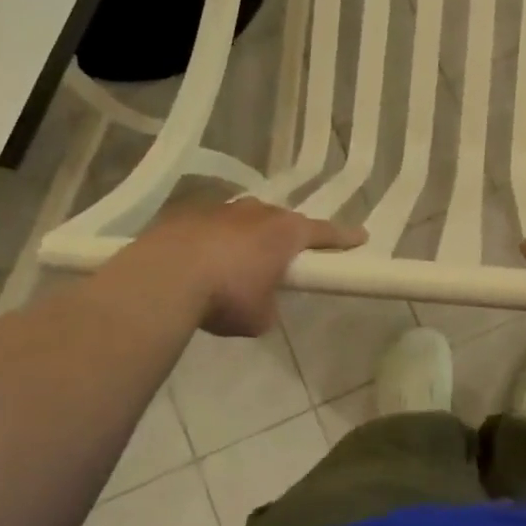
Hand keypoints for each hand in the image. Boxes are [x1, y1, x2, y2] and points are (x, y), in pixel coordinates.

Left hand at [131, 198, 364, 336]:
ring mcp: (221, 209)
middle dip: (285, 236)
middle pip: (281, 220)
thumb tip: (260, 305)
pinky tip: (200, 261)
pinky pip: (210, 225)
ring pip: (244, 218)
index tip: (361, 237)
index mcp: (285, 232)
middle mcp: (257, 212)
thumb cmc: (226, 296)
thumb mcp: (258, 317)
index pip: (324, 233)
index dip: (343, 238)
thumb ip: (268, 306)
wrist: (164, 278)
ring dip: (246, 236)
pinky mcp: (187, 213)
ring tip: (237, 261)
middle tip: (284, 256)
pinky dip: (212, 240)